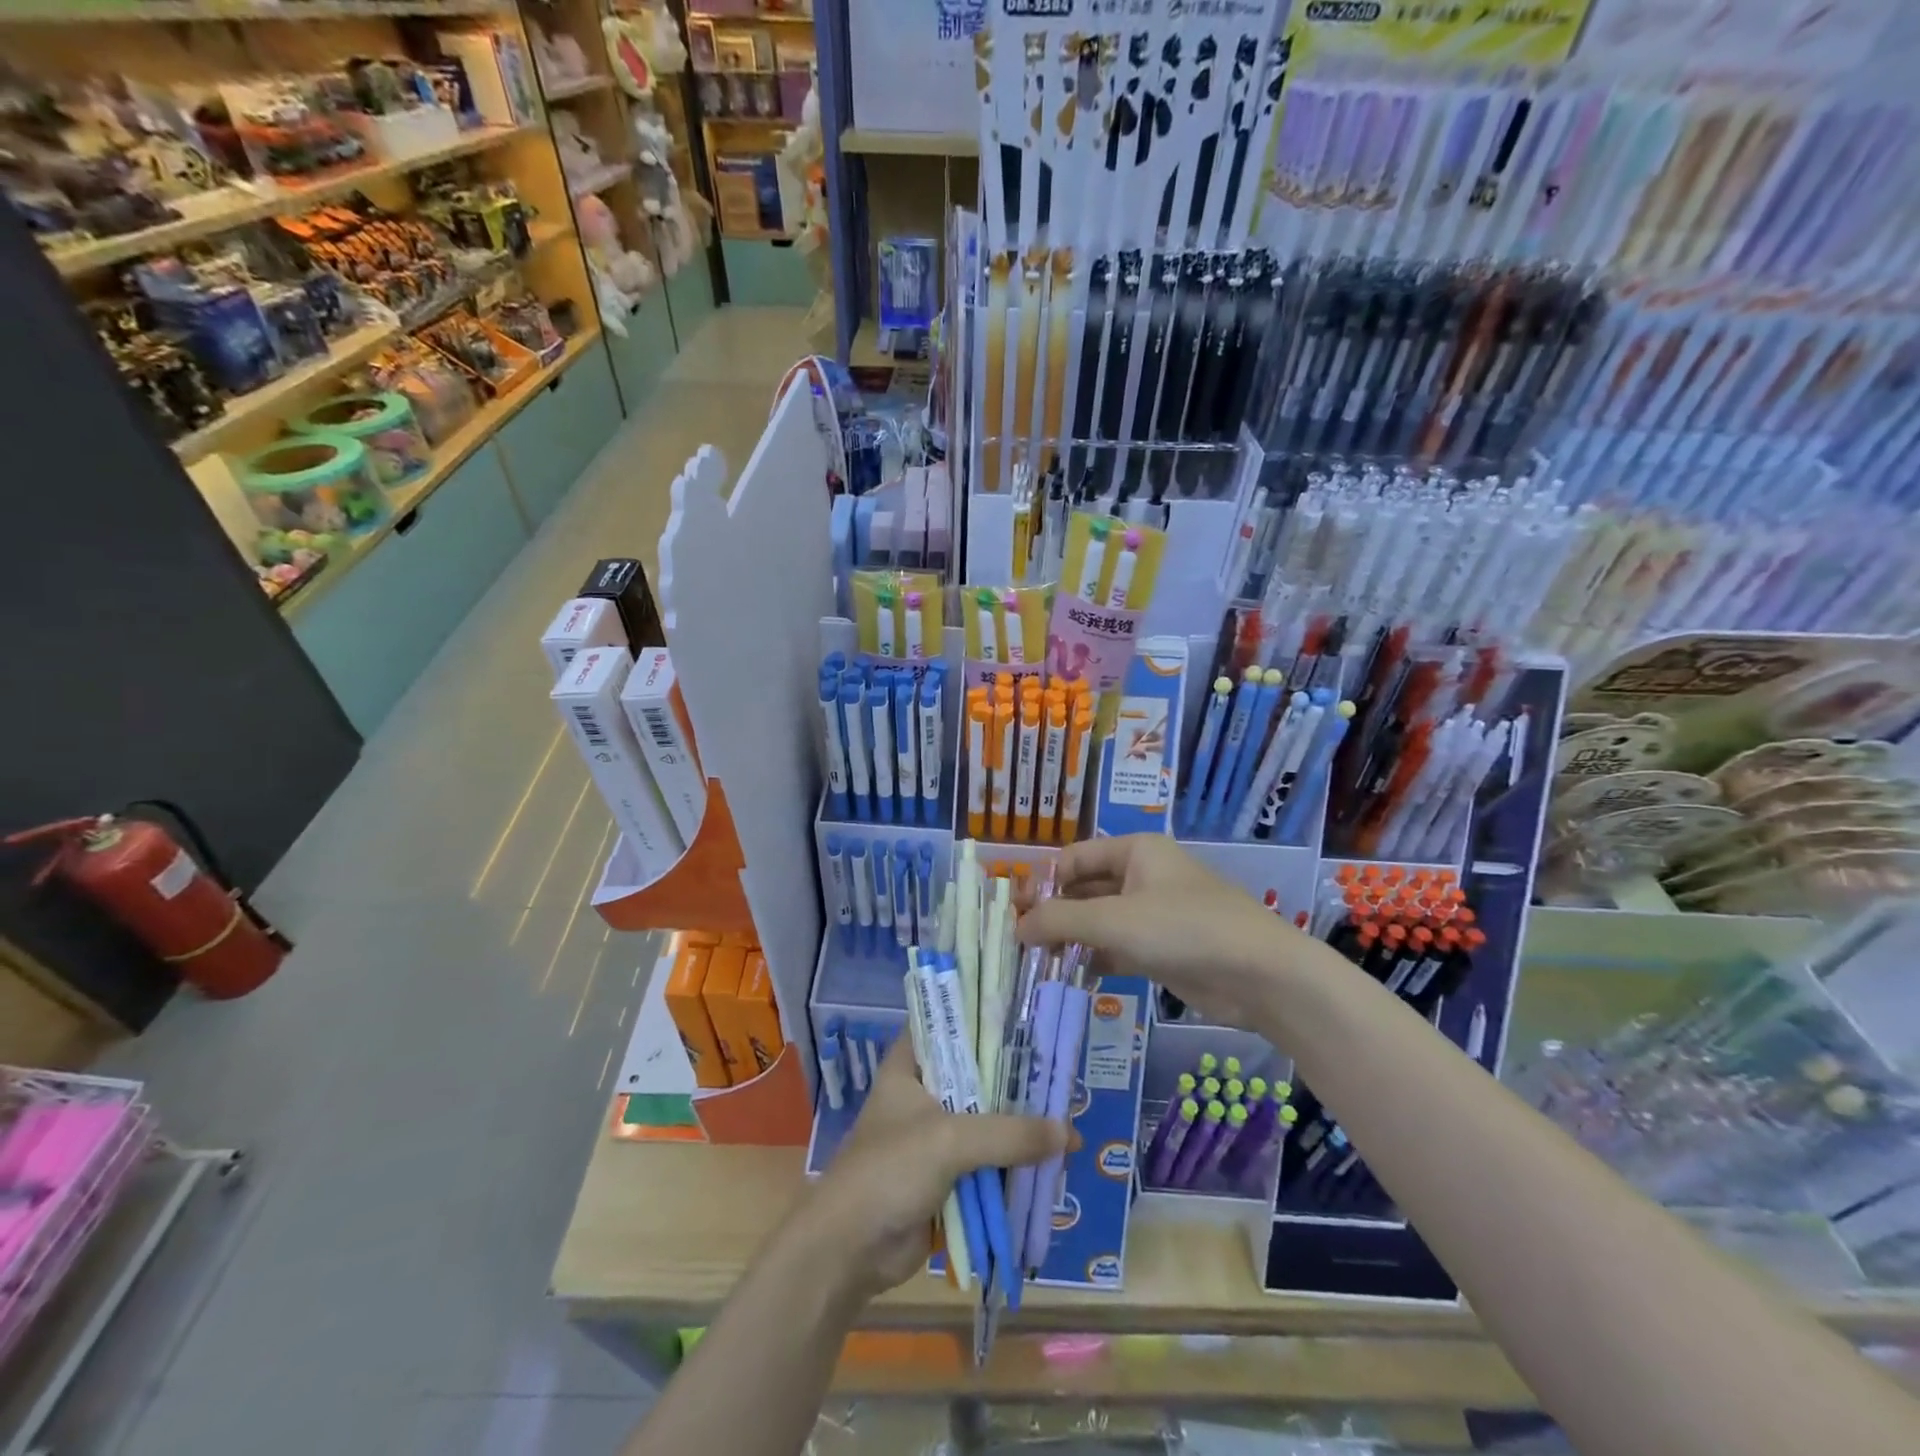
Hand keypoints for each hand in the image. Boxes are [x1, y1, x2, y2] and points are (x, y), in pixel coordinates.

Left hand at [798, 1040, 1065, 1303]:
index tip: (1025, 1016)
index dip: (982, 1018)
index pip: (947, 1025)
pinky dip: (1012, 1164)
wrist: (850, 1251)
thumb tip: (1070, 1133)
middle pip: (976, 1077)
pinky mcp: (945, 1177)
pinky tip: (1049, 1161)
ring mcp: (933, 1137)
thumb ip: (1009, 1134)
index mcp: (909, 1067)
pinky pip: (986, 1163)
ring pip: (985, 1122)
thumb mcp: (950, 1140)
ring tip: (1067, 1118)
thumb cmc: (889, 1171)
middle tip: (1059, 1073)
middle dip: (1014, 1081)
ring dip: (1018, 1127)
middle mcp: (922, 1094)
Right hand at [1017, 835, 1307, 1027]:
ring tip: (1038, 963)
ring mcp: (1154, 913)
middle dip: (1054, 913)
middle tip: (1020, 942)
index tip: (1013, 913)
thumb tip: (1016, 927)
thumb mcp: (1114, 921)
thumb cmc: (1184, 929)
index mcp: (1134, 851)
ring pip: (1100, 921)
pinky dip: (1095, 958)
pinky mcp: (1163, 948)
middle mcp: (1142, 875)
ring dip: (1072, 939)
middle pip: (1084, 889)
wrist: (1260, 975)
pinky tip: (1071, 976)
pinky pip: (1117, 947)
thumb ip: (1060, 921)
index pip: (1073, 859)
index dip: (1042, 882)